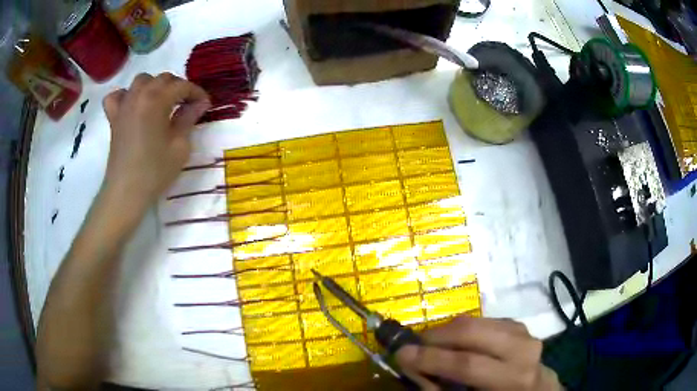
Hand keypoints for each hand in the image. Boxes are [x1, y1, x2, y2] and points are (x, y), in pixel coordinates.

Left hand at [102, 72, 209, 212]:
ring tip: (161, 102)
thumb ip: (188, 118)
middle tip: (186, 105)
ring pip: (141, 80)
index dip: (196, 92)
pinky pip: (117, 96)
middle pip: (162, 79)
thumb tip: (200, 103)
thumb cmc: (155, 171)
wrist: (126, 191)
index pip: (182, 86)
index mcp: (157, 100)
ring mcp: (124, 104)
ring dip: (154, 86)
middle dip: (178, 87)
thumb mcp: (180, 146)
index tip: (205, 104)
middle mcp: (140, 95)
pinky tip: (132, 105)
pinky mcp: (114, 117)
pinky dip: (126, 95)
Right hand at [396, 316, 561, 390]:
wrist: (534, 388)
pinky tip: (455, 342)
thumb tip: (412, 367)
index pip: (468, 364)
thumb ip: (441, 388)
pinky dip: (462, 329)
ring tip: (431, 344)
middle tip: (414, 345)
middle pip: (473, 332)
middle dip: (436, 337)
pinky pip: (483, 321)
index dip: (432, 359)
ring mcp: (523, 332)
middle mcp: (523, 350)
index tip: (401, 354)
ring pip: (477, 322)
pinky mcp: (518, 324)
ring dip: (447, 331)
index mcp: (514, 378)